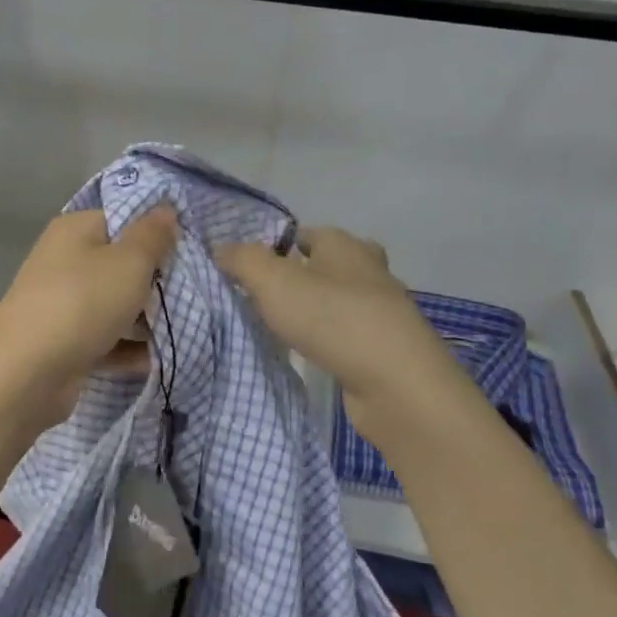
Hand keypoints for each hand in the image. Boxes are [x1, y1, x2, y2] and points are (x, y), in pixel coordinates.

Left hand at [0, 206, 178, 421]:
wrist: (26, 374)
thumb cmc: (82, 304)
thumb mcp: (129, 262)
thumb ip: (153, 235)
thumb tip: (166, 209)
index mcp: (75, 231)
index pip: (124, 220)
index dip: (157, 234)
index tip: (190, 254)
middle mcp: (65, 262)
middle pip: (121, 265)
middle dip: (156, 283)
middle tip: (190, 297)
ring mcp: (62, 305)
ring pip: (115, 306)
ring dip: (146, 321)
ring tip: (182, 331)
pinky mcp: (65, 344)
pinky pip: (106, 340)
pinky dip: (128, 350)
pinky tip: (157, 360)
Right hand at [216, 226, 473, 453]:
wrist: (395, 382)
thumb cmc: (333, 319)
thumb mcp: (274, 282)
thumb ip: (243, 261)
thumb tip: (221, 249)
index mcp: (345, 245)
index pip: (306, 234)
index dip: (275, 247)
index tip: (246, 271)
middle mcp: (369, 270)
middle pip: (325, 267)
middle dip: (296, 279)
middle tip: (260, 299)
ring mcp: (382, 311)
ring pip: (337, 302)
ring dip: (313, 312)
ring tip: (278, 328)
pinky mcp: (385, 348)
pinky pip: (346, 335)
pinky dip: (328, 340)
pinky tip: (308, 354)